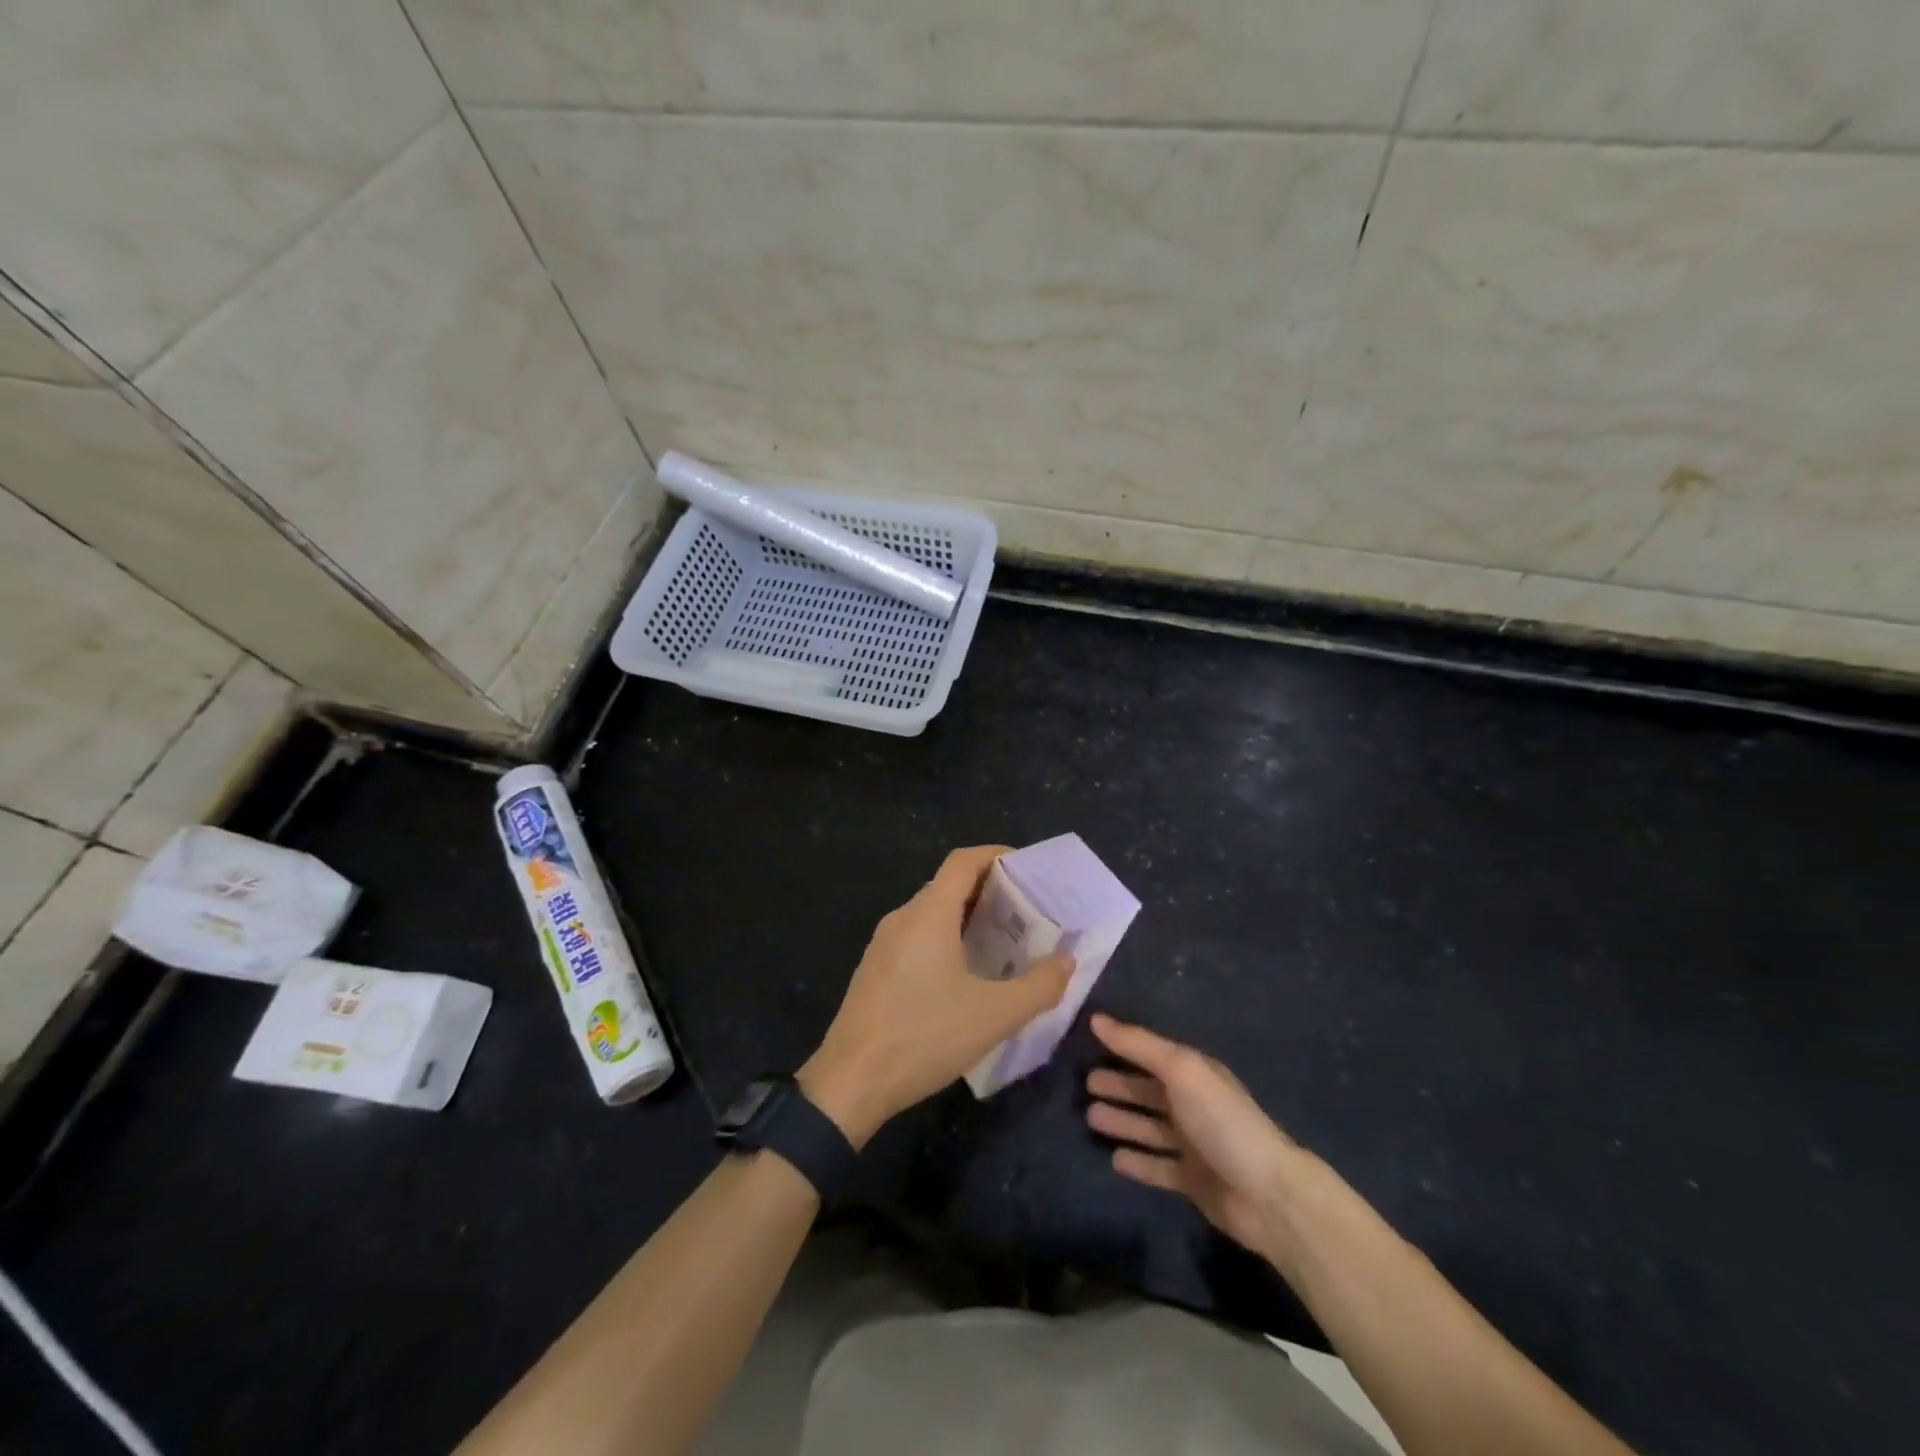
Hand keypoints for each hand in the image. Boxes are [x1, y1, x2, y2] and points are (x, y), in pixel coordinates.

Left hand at [800, 846, 1073, 1147]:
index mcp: (928, 914)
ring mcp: (883, 944)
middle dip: (989, 890)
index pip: (963, 861)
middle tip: (1026, 913)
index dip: (996, 855)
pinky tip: (966, 974)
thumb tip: (1066, 962)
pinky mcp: (876, 970)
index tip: (1028, 869)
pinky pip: (917, 937)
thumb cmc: (925, 1036)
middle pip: (948, 885)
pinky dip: (946, 938)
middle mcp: (902, 918)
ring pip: (932, 913)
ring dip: (967, 918)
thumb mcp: (994, 1016)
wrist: (850, 1082)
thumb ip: (1039, 986)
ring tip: (1003, 942)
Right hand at [1085, 1014, 1309, 1268]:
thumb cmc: (1222, 1121)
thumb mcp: (1181, 1071)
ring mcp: (1194, 1145)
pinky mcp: (1193, 1181)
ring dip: (1123, 1121)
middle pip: (1148, 1091)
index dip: (1123, 1048)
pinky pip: (1158, 1166)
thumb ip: (1138, 1045)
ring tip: (1091, 1118)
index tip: (1088, 1042)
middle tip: (1086, 1084)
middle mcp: (1193, 1105)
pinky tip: (1115, 1159)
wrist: (1267, 1194)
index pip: (1152, 1054)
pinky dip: (1138, 1162)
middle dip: (1119, 1086)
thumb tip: (1096, 1019)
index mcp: (1194, 1074)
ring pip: (1149, 1127)